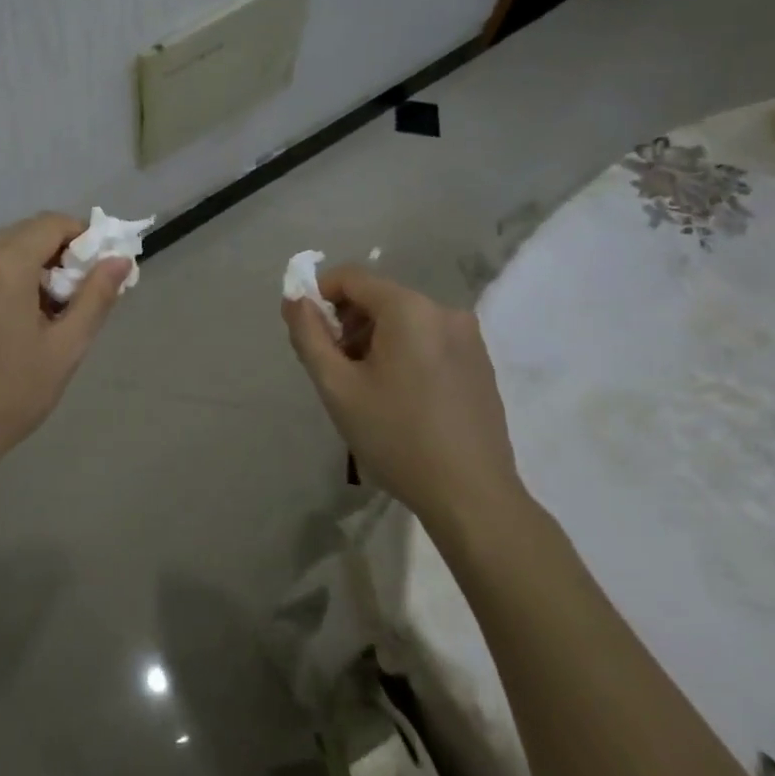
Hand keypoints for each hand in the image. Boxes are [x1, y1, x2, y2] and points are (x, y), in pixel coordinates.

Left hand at [0, 213, 129, 477]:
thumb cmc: (10, 395)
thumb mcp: (65, 349)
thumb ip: (96, 297)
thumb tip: (120, 260)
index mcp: (4, 266)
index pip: (50, 223)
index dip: (80, 237)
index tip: (93, 272)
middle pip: (22, 233)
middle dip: (53, 252)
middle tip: (68, 296)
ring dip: (24, 265)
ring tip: (36, 313)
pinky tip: (1, 323)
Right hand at [283, 266, 523, 527]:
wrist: (472, 498)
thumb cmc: (397, 437)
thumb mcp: (337, 386)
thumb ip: (308, 334)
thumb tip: (294, 298)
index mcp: (409, 308)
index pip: (351, 277)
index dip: (319, 295)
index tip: (306, 331)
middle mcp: (444, 310)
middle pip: (379, 297)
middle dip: (347, 322)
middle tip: (332, 366)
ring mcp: (468, 337)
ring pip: (404, 320)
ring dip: (373, 339)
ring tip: (363, 386)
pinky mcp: (480, 362)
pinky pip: (428, 339)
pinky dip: (403, 352)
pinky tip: (398, 397)